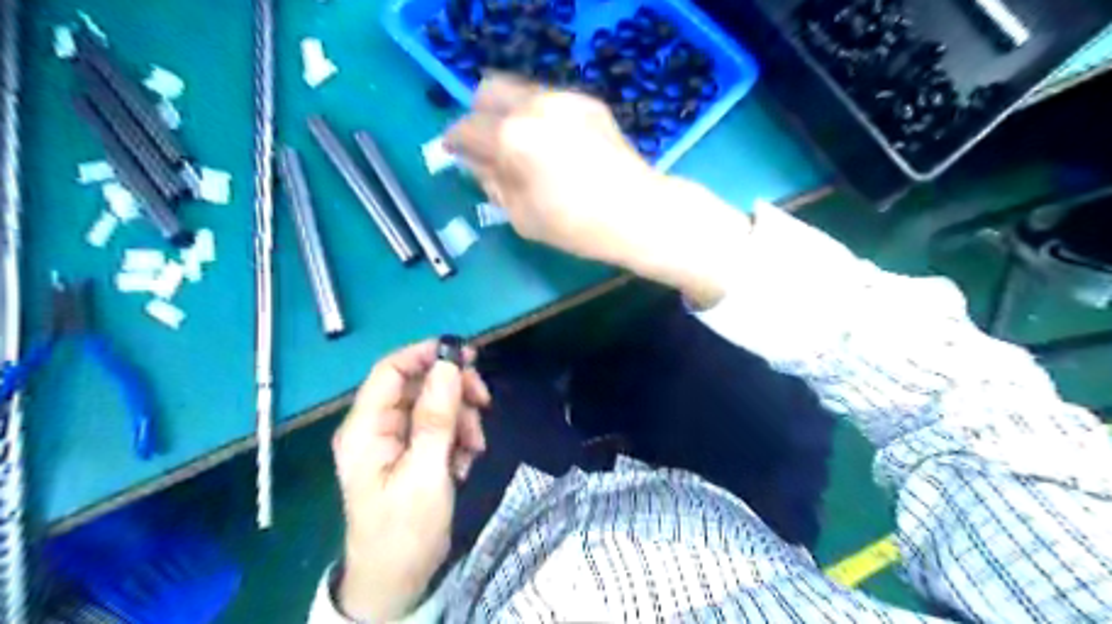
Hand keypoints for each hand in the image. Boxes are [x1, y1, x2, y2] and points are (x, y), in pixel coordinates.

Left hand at [327, 339, 487, 622]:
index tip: (467, 356)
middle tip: (484, 403)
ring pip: (434, 405)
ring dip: (461, 418)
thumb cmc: (404, 530)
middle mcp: (377, 426)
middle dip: (454, 391)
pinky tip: (464, 461)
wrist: (397, 581)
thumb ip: (436, 418)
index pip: (391, 369)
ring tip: (474, 448)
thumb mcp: (425, 473)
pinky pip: (439, 427)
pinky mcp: (411, 453)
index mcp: (366, 427)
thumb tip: (449, 365)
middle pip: (418, 384)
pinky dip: (458, 437)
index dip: (427, 354)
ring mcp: (395, 440)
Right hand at [446, 74, 662, 266]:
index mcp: (512, 138)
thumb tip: (476, 162)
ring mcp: (564, 98)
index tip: (456, 154)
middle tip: (488, 145)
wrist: (637, 212)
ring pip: (521, 92)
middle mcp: (533, 106)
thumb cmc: (575, 225)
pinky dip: (541, 118)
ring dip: (511, 114)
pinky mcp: (587, 101)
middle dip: (479, 115)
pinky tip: (556, 147)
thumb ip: (491, 182)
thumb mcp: (520, 215)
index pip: (466, 128)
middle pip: (488, 90)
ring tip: (525, 147)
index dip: (455, 142)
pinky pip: (550, 101)